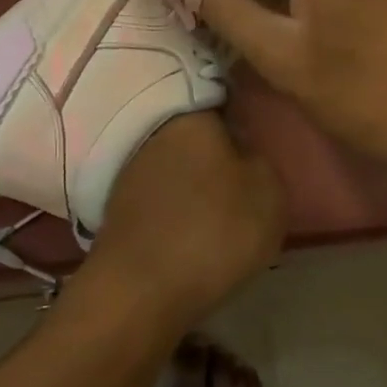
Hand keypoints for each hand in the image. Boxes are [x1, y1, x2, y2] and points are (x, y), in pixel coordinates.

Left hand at [81, 111, 284, 328]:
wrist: (140, 289)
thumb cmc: (213, 229)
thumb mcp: (268, 190)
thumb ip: (259, 158)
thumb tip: (240, 149)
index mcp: (190, 115)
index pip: (219, 97)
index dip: (241, 114)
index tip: (256, 135)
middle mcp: (153, 131)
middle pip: (194, 133)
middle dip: (216, 151)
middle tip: (244, 178)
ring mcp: (130, 168)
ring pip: (175, 164)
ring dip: (194, 180)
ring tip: (221, 210)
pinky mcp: (118, 203)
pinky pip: (159, 194)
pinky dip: (174, 206)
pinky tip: (191, 228)